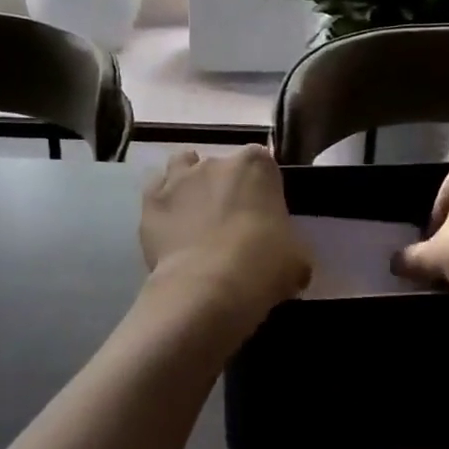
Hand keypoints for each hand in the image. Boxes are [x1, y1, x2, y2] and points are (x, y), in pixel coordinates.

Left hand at [140, 147, 310, 336]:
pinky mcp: (151, 200)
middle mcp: (216, 161)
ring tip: (193, 212)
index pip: (262, 162)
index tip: (262, 211)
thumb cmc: (262, 265)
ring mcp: (180, 178)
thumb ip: (291, 246)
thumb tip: (288, 257)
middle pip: (221, 165)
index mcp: (257, 166)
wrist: (209, 287)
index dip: (261, 186)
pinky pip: (156, 190)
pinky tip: (168, 223)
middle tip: (229, 221)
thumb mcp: (297, 258)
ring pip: (182, 165)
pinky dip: (162, 202)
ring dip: (188, 182)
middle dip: (224, 186)